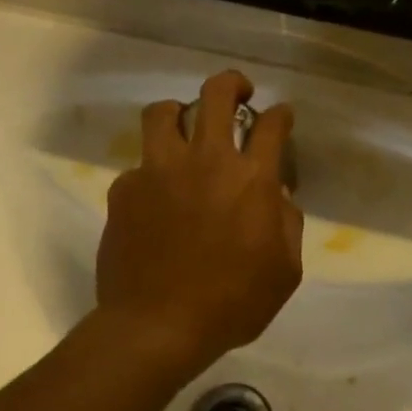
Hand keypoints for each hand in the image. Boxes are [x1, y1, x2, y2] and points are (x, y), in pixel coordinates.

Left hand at [95, 71, 302, 376]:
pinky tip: (158, 196)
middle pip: (215, 94)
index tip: (282, 116)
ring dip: (180, 113)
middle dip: (231, 84)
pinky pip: (139, 164)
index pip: (272, 126)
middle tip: (238, 92)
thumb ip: (288, 226)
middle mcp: (206, 162)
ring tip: (185, 128)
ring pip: (163, 113)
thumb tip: (279, 200)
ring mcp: (158, 171)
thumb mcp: (285, 272)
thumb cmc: (233, 304)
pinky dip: (154, 170)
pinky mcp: (124, 190)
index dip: (281, 114)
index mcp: (252, 181)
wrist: (158, 327)